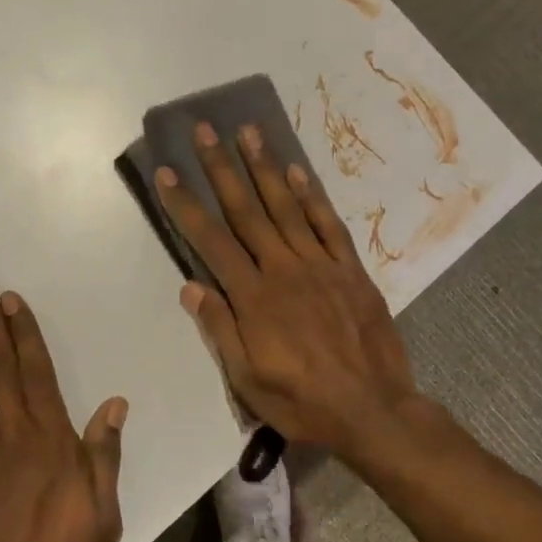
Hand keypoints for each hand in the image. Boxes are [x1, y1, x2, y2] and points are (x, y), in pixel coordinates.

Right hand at [156, 122, 419, 459]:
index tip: (168, 172)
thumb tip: (191, 286)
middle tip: (205, 130)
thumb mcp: (247, 381)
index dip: (186, 205)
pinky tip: (297, 172)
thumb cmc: (302, 401)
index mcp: (253, 298)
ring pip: (286, 207)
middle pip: (246, 211)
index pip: (211, 242)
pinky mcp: (351, 271)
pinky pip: (329, 225)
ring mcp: (321, 266)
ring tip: (248, 132)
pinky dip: (312, 196)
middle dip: (221, 169)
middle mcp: (283, 270)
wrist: (373, 411)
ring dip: (264, 167)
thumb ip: (220, 330)